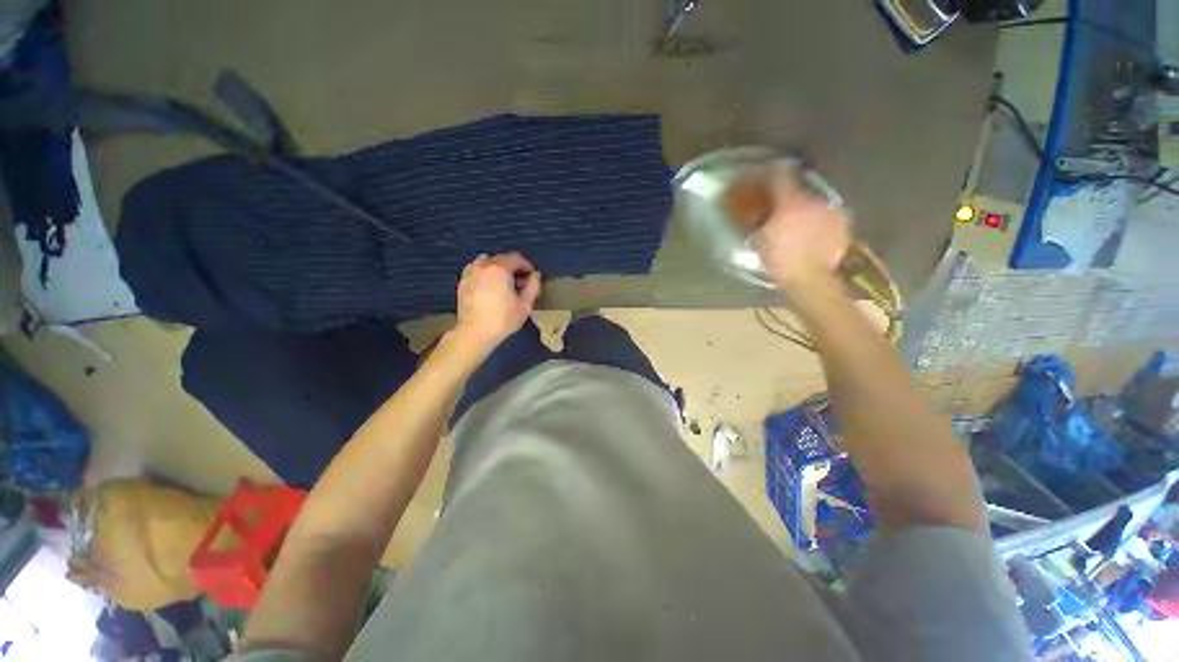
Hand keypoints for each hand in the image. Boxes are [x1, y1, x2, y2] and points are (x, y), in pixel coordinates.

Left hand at [453, 252, 540, 351]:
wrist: (475, 332)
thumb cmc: (503, 319)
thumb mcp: (525, 305)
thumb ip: (533, 286)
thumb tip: (535, 275)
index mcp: (500, 269)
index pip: (516, 258)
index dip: (527, 266)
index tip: (532, 276)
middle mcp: (484, 266)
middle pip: (501, 258)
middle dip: (513, 266)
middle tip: (520, 281)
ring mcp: (470, 273)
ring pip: (486, 261)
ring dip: (497, 267)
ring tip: (503, 281)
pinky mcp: (462, 283)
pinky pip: (475, 269)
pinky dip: (484, 272)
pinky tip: (488, 285)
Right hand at [753, 171, 851, 289]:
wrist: (811, 279)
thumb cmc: (781, 261)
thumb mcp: (761, 242)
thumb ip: (759, 223)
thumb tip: (757, 215)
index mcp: (791, 203)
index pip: (780, 176)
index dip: (769, 171)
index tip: (763, 171)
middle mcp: (814, 200)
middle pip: (799, 188)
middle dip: (788, 194)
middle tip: (779, 204)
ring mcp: (831, 211)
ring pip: (814, 201)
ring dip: (804, 207)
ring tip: (797, 221)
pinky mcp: (842, 223)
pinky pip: (826, 215)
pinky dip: (818, 219)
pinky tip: (812, 231)